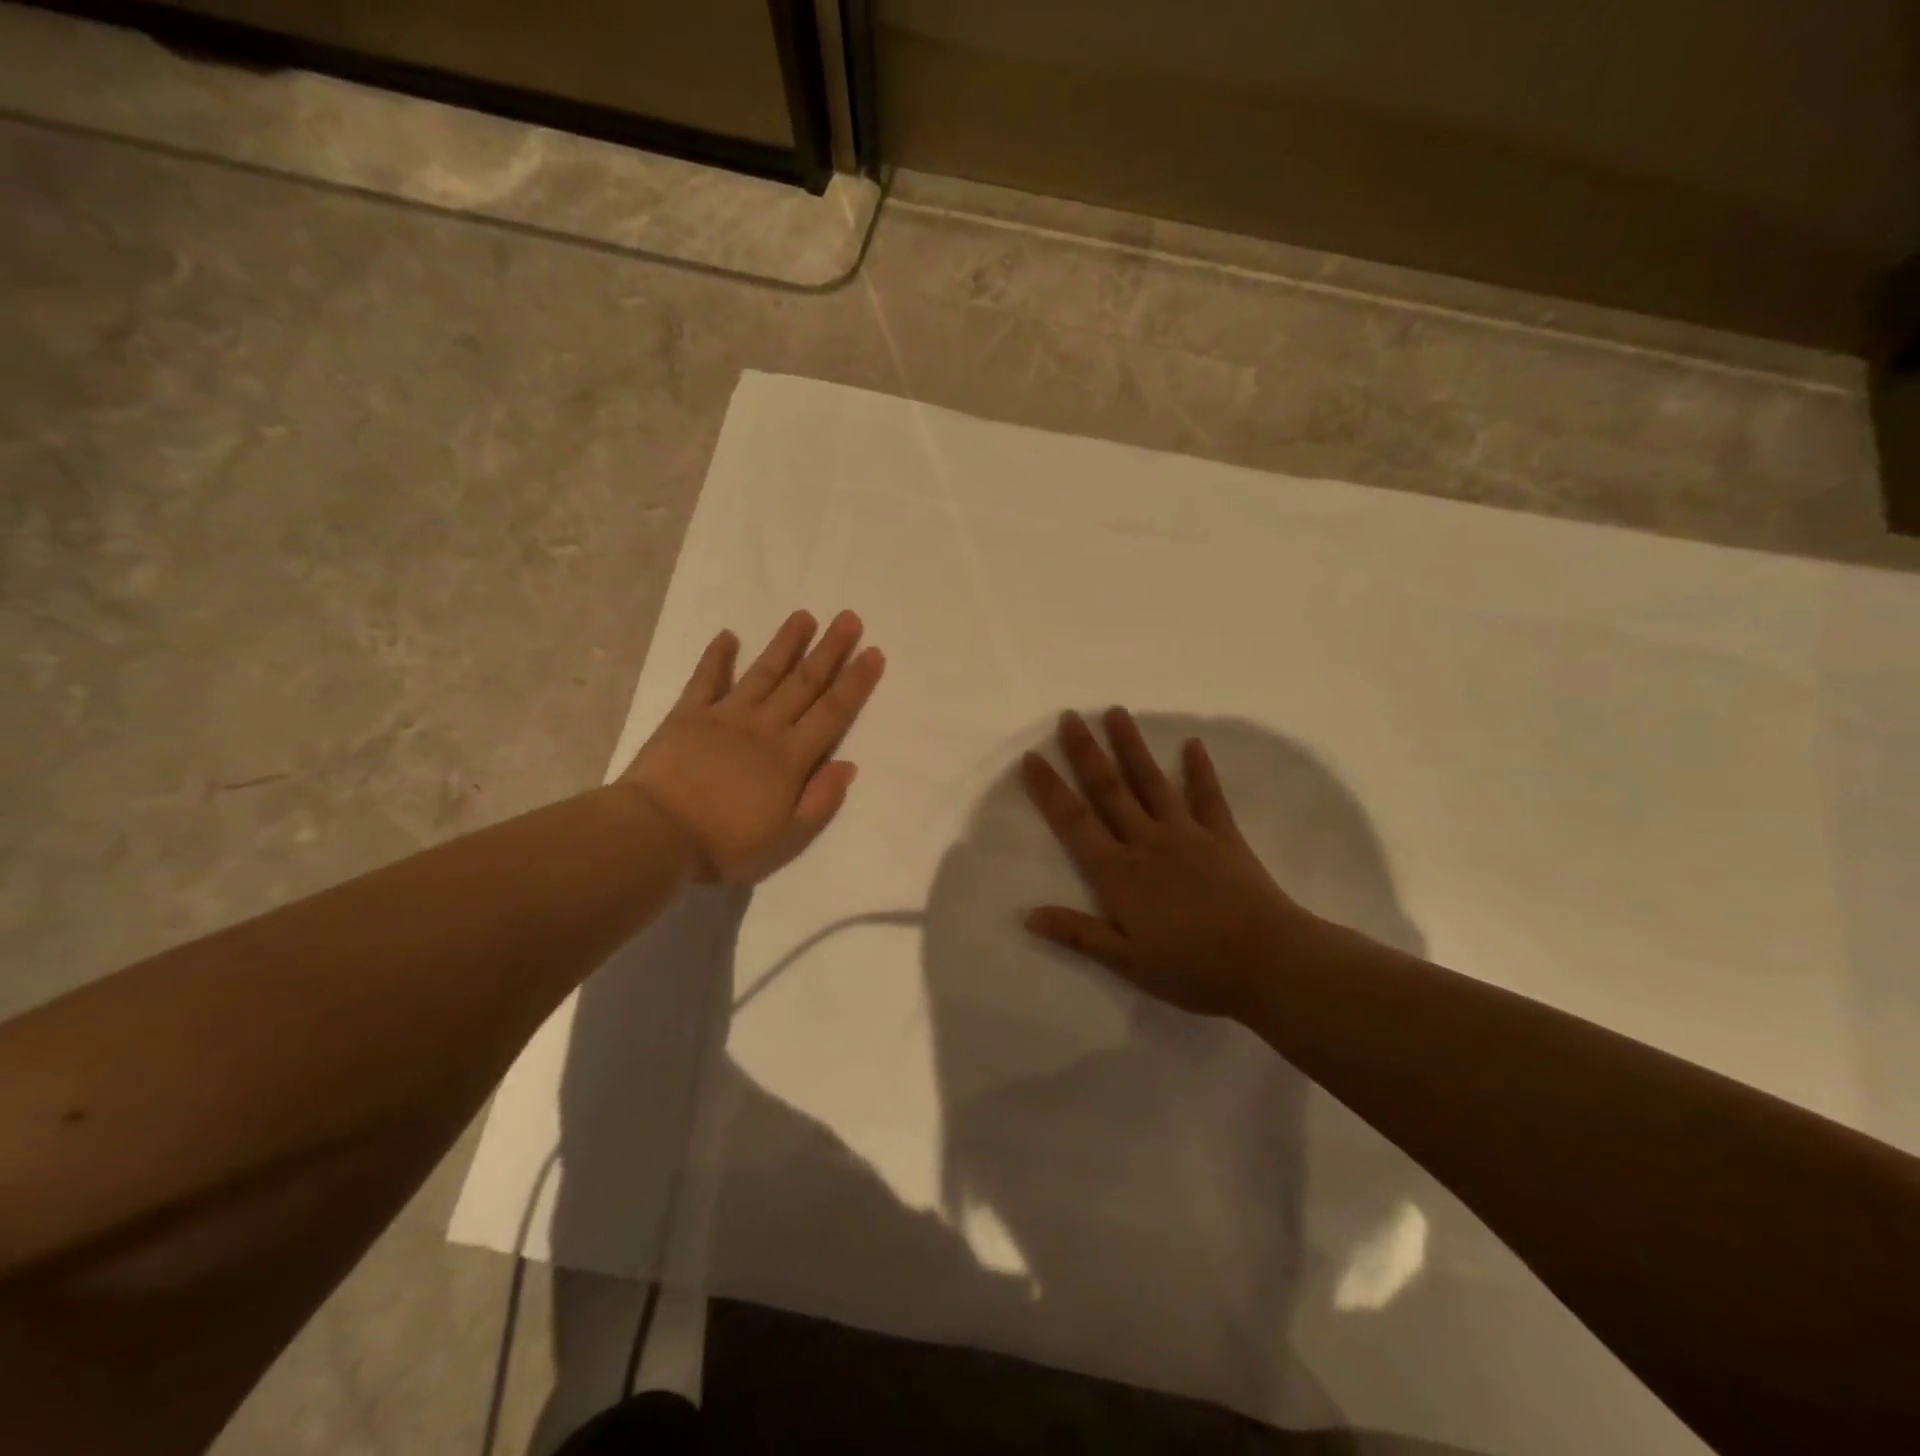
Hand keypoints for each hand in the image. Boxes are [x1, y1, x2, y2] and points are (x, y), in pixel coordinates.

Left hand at [621, 610, 885, 883]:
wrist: (655, 835)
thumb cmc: (724, 843)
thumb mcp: (786, 838)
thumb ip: (820, 800)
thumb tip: (848, 765)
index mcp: (790, 757)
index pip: (832, 712)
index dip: (855, 682)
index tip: (873, 652)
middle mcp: (763, 727)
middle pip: (803, 683)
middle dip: (829, 650)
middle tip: (849, 618)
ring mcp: (724, 716)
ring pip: (763, 672)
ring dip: (785, 644)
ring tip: (804, 616)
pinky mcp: (687, 715)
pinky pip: (705, 679)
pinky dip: (717, 657)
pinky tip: (728, 636)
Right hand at [1021, 708, 1324, 1018]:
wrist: (1268, 961)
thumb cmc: (1193, 969)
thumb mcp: (1128, 962)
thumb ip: (1079, 934)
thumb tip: (1028, 915)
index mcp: (1119, 873)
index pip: (1075, 823)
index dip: (1050, 790)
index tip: (1032, 757)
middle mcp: (1147, 842)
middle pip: (1110, 790)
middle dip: (1086, 752)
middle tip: (1070, 716)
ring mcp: (1187, 834)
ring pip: (1151, 782)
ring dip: (1132, 746)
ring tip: (1117, 712)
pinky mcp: (1223, 836)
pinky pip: (1208, 796)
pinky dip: (1199, 769)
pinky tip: (1193, 744)